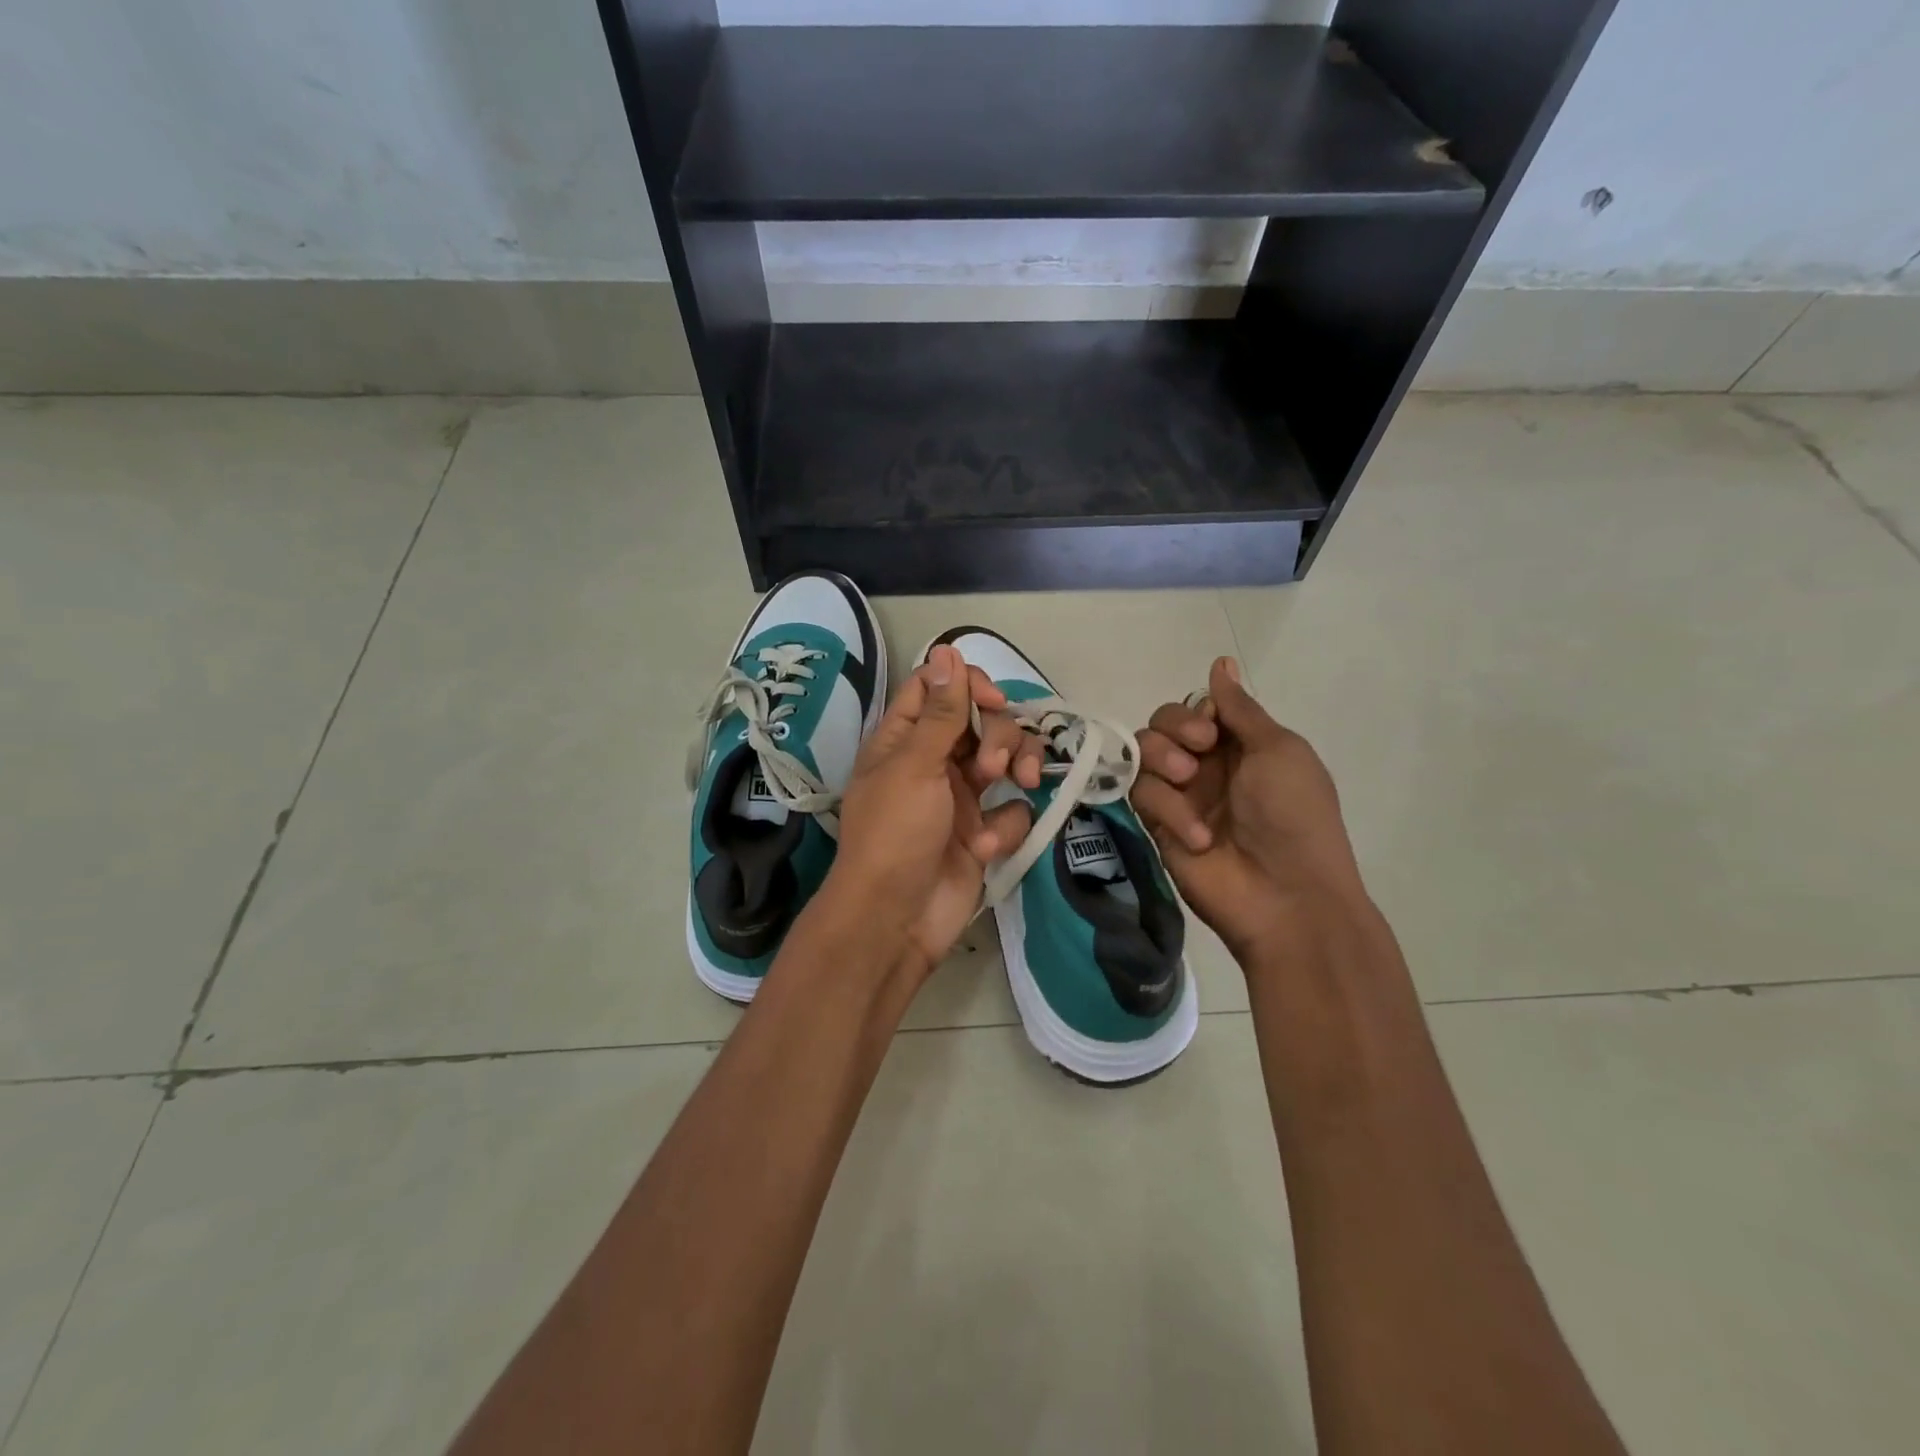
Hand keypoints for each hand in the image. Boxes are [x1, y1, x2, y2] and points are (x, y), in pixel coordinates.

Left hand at [828, 644, 1042, 980]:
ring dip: (1016, 769)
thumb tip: (948, 649)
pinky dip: (1004, 826)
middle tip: (989, 768)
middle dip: (998, 737)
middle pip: (981, 721)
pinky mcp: (982, 832)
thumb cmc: (895, 834)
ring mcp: (960, 797)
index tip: (992, 702)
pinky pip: (1011, 810)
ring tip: (1017, 789)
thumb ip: (940, 711)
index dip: (968, 686)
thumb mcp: (915, 765)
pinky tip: (985, 848)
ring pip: (1006, 760)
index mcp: (904, 739)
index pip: (938, 688)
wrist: (897, 919)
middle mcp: (933, 761)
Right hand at [1130, 657, 1366, 967]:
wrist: (1286, 896)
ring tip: (1188, 783)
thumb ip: (1240, 708)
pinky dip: (1168, 809)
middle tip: (1197, 752)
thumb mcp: (1278, 750)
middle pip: (1161, 724)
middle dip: (1173, 729)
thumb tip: (1221, 662)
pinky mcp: (1157, 825)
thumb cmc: (1294, 816)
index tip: (1212, 729)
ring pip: (1142, 753)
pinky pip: (1141, 795)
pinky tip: (1198, 836)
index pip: (1197, 707)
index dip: (1195, 711)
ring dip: (1163, 761)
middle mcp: (1205, 765)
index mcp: (1240, 745)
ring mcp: (1179, 796)